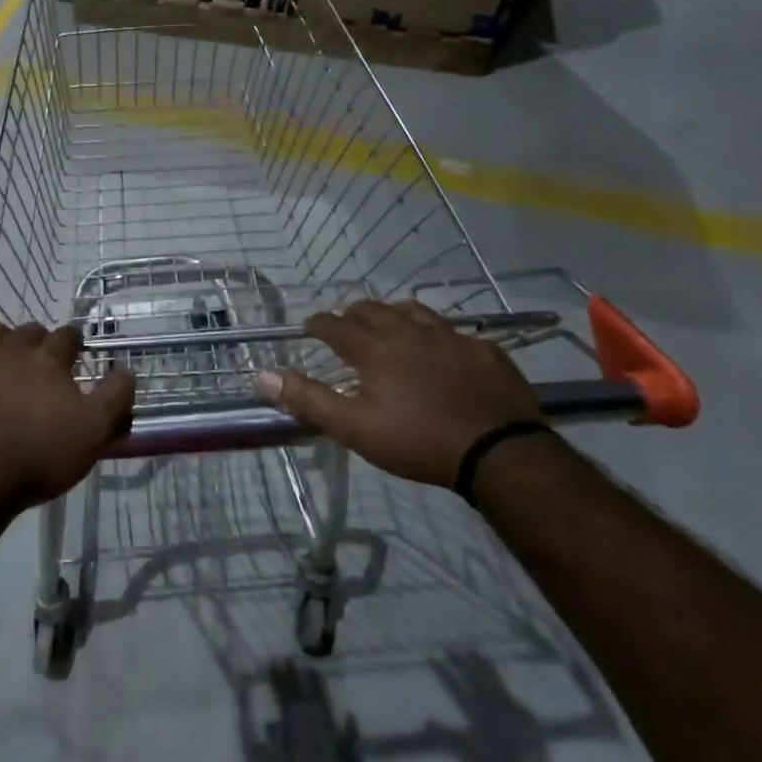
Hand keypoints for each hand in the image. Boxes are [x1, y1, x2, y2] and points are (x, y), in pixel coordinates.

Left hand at [0, 321, 134, 510]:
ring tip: (1, 363)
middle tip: (40, 359)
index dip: (73, 342)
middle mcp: (8, 352)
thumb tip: (126, 371)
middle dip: (36, 340)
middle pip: (26, 331)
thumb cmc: (38, 454)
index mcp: (47, 359)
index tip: (76, 352)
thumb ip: (115, 397)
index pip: (66, 336)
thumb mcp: (94, 431)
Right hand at [254, 300, 540, 486]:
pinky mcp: (484, 348)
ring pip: (414, 311)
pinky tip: (442, 348)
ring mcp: (450, 336)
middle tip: (347, 326)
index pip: (335, 325)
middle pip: (373, 309)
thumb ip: (308, 399)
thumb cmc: (417, 441)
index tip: (310, 327)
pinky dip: (437, 333)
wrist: (499, 452)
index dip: (319, 324)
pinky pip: (454, 330)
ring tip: (390, 325)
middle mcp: (409, 331)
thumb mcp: (354, 428)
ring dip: (394, 314)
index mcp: (374, 349)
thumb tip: (262, 374)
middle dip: (353, 314)